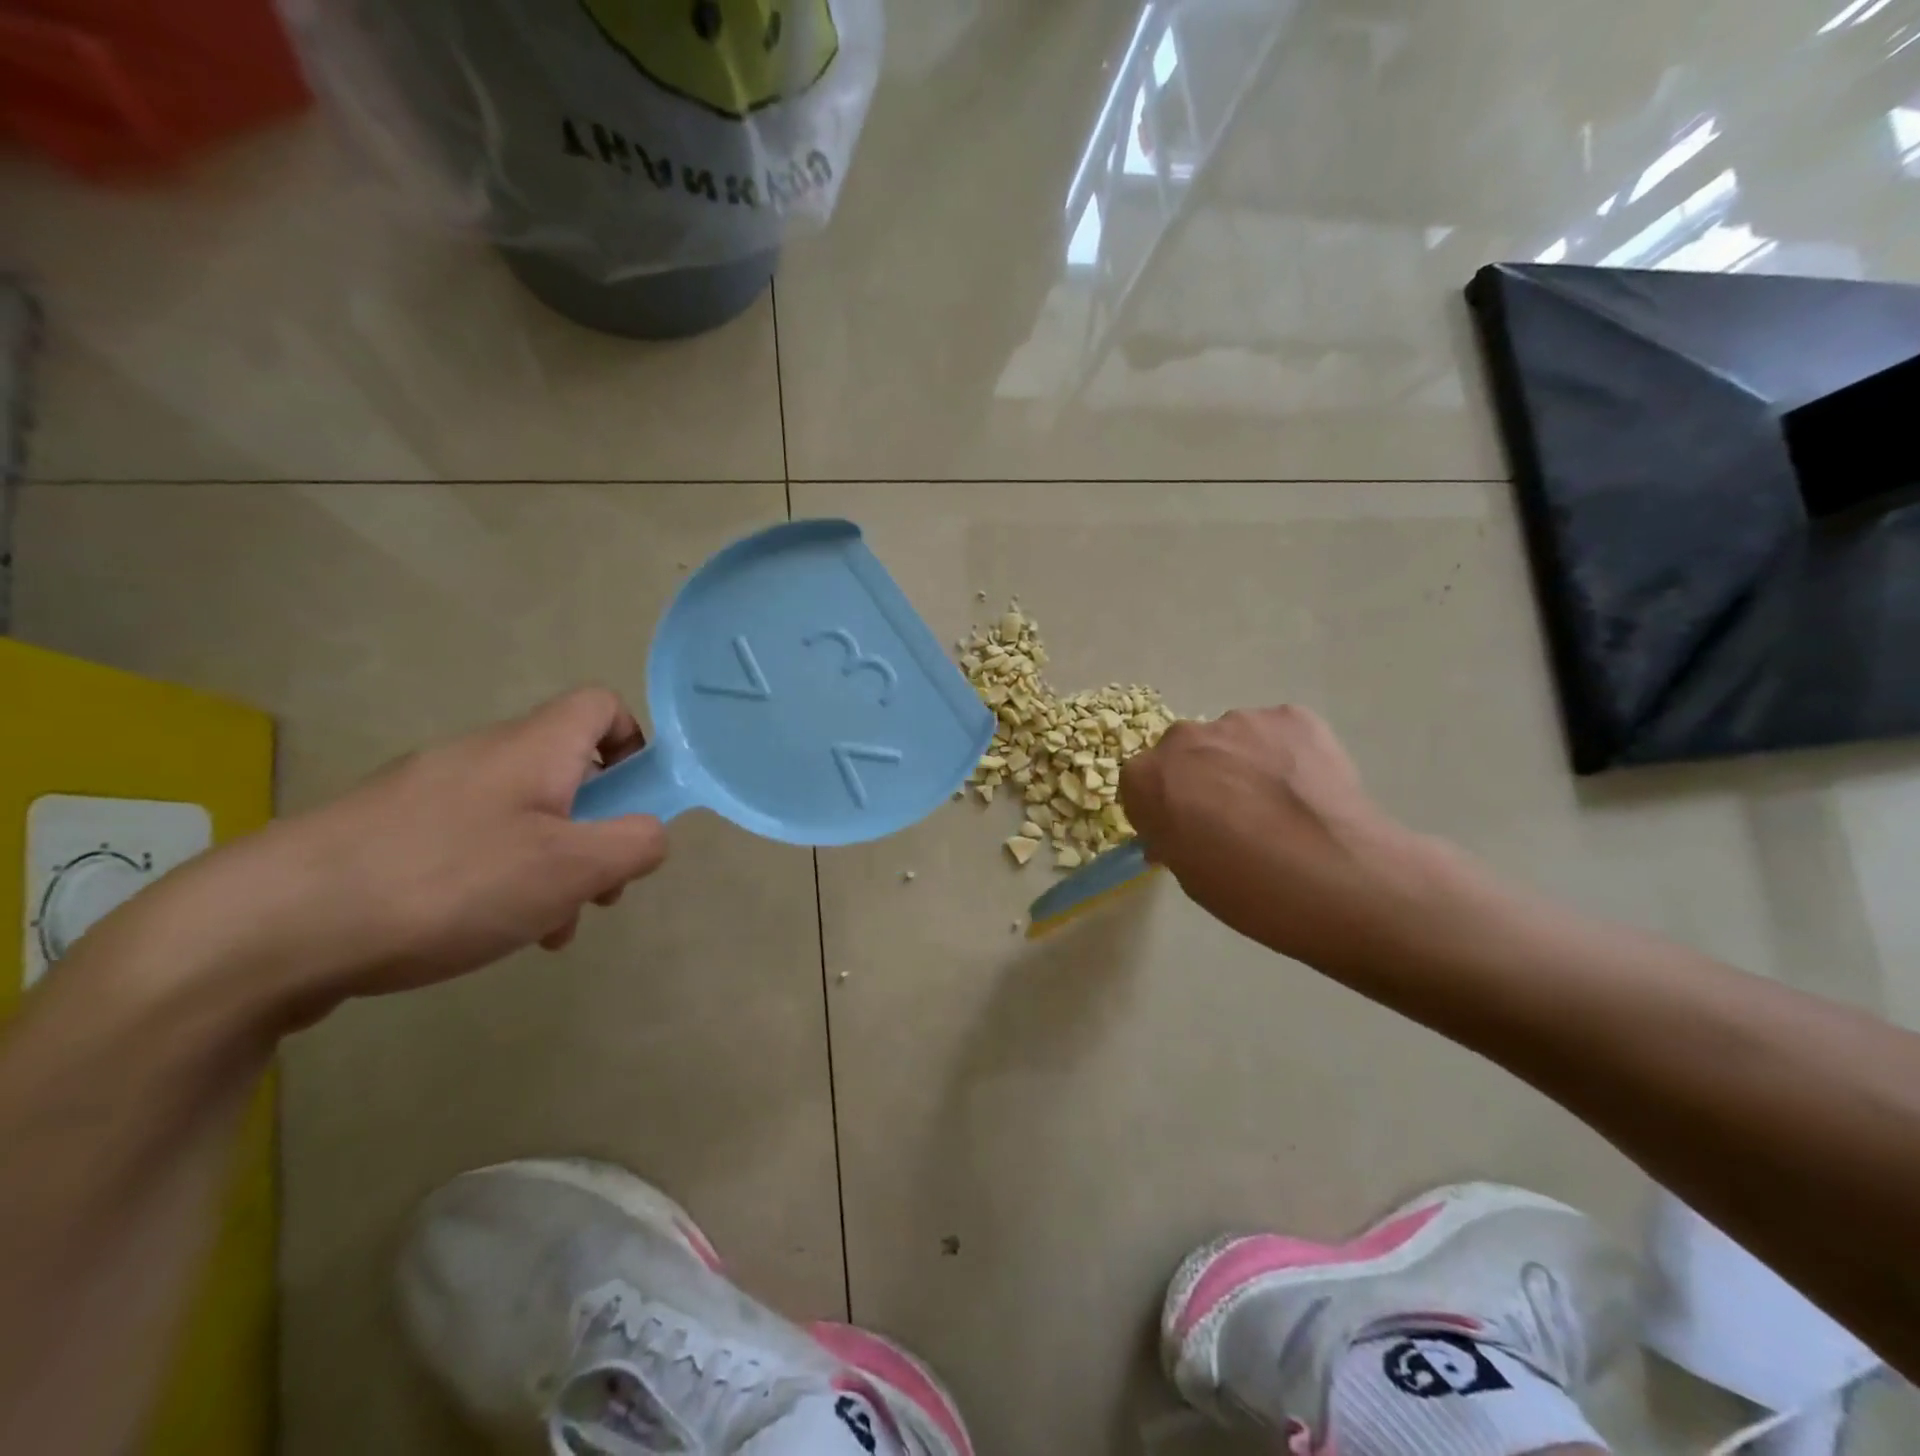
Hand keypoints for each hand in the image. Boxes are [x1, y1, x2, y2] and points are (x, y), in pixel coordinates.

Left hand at [148, 688, 669, 1024]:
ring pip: (524, 815)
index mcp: (533, 747)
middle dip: (598, 830)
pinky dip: (500, 878)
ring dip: (552, 866)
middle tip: (595, 891)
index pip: (602, 705)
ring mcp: (431, 792)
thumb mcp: (570, 868)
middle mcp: (483, 755)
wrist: (269, 927)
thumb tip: (652, 833)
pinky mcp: (391, 832)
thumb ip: (635, 844)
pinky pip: (473, 841)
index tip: (637, 806)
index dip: (636, 745)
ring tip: (543, 930)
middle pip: (569, 771)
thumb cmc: (447, 883)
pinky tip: (485, 932)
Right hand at [1118, 706, 1440, 968]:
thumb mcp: (1189, 875)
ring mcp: (1240, 720)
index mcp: (1146, 777)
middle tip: (1234, 817)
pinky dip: (1286, 753)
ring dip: (1243, 763)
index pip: (1141, 784)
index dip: (1164, 808)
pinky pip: (1277, 732)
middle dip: (1200, 777)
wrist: (1338, 877)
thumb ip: (1174, 837)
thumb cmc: (1248, 890)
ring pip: (1232, 739)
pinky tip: (1308, 789)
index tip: (1186, 831)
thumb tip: (1182, 830)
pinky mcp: (1292, 716)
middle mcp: (1184, 737)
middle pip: (1183, 753)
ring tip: (1280, 804)